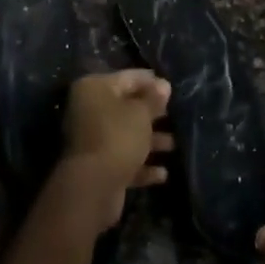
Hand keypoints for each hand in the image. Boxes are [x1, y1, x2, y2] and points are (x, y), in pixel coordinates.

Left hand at [55, 69, 172, 236]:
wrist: (93, 187)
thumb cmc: (118, 136)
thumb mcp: (141, 113)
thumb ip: (154, 98)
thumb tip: (163, 85)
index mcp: (94, 88)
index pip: (128, 77)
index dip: (151, 82)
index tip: (172, 89)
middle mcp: (89, 110)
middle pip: (126, 106)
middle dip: (152, 113)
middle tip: (175, 115)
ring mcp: (92, 139)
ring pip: (126, 134)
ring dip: (150, 140)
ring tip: (173, 145)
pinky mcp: (97, 166)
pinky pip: (123, 159)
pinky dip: (141, 165)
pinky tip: (162, 173)